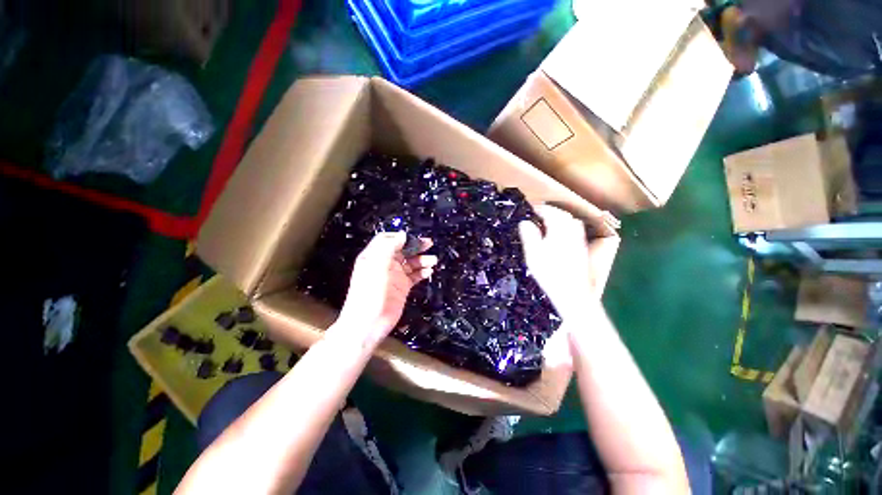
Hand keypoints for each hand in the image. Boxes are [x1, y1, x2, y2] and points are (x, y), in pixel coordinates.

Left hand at [337, 232, 436, 346]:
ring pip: (411, 263)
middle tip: (429, 244)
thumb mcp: (377, 266)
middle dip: (415, 246)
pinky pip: (415, 276)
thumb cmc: (370, 292)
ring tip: (433, 260)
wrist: (369, 323)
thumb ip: (389, 248)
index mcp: (375, 256)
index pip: (387, 240)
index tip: (412, 237)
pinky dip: (422, 272)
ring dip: (422, 260)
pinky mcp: (402, 287)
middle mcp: (385, 264)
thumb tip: (402, 235)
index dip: (399, 237)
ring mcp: (395, 276)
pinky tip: (429, 271)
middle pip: (402, 250)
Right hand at [519, 205, 597, 322]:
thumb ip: (529, 235)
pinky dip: (566, 228)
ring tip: (548, 223)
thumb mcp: (533, 253)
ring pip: (571, 223)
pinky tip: (559, 236)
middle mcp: (572, 232)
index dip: (540, 209)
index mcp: (559, 230)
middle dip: (551, 212)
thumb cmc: (549, 272)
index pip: (551, 212)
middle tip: (539, 214)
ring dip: (560, 219)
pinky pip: (574, 231)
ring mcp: (579, 241)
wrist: (572, 293)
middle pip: (563, 216)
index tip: (531, 208)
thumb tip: (525, 222)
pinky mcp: (582, 250)